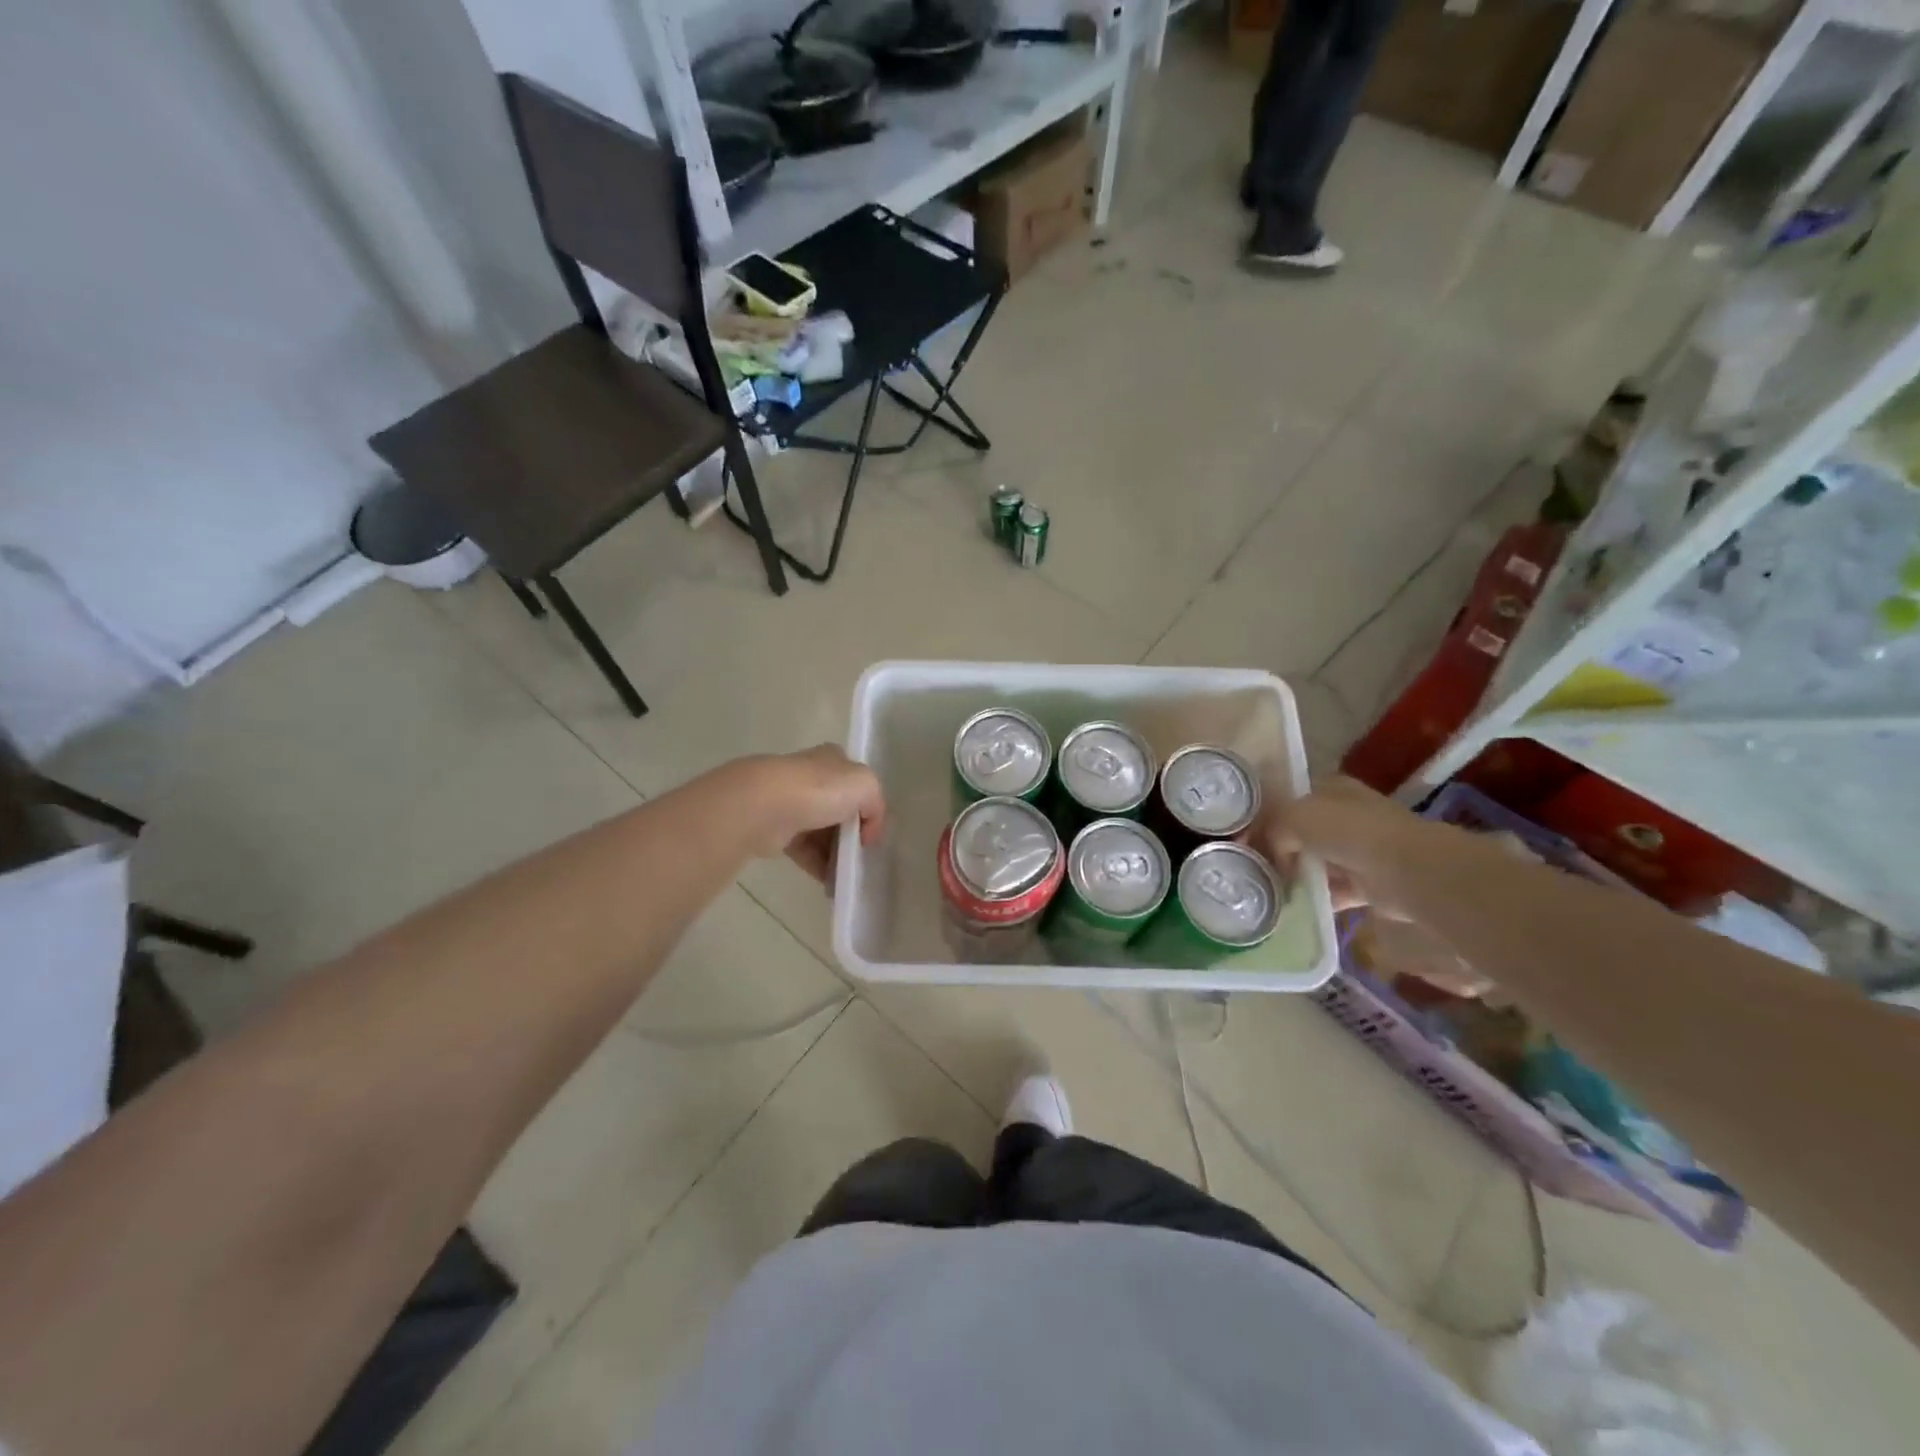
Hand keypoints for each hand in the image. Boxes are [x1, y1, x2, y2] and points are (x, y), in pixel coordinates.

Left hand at [735, 745, 885, 885]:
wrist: (765, 806)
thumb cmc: (820, 789)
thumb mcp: (866, 786)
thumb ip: (876, 804)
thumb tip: (868, 827)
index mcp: (833, 760)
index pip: (856, 784)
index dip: (868, 809)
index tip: (871, 835)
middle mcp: (811, 778)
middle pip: (839, 811)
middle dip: (851, 836)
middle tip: (860, 859)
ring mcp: (791, 803)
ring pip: (821, 833)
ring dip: (835, 855)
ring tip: (845, 877)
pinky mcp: (775, 829)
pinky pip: (803, 850)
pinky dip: (817, 866)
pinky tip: (829, 883)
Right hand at [1255, 776, 1423, 913]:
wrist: (1405, 870)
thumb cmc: (1348, 831)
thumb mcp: (1295, 816)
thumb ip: (1273, 827)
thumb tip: (1272, 851)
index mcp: (1332, 788)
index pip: (1291, 797)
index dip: (1268, 814)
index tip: (1245, 836)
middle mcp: (1347, 815)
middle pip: (1303, 831)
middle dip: (1280, 848)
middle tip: (1253, 864)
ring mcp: (1359, 849)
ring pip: (1316, 861)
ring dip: (1297, 875)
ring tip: (1267, 888)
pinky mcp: (1368, 883)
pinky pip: (1332, 890)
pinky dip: (1315, 899)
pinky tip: (1292, 907)